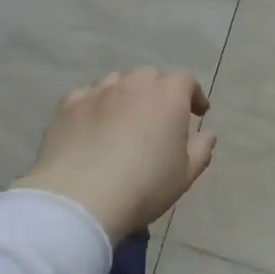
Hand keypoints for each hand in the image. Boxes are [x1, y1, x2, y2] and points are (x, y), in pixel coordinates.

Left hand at [16, 69, 215, 242]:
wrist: (81, 197)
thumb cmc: (144, 186)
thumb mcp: (184, 175)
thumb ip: (200, 151)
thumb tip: (207, 135)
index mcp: (167, 97)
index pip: (185, 81)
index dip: (193, 94)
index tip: (197, 113)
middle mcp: (132, 85)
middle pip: (149, 77)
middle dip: (158, 92)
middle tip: (159, 117)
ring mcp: (97, 92)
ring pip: (116, 82)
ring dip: (125, 94)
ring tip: (125, 118)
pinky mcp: (67, 106)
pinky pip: (86, 96)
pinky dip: (95, 105)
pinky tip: (93, 124)